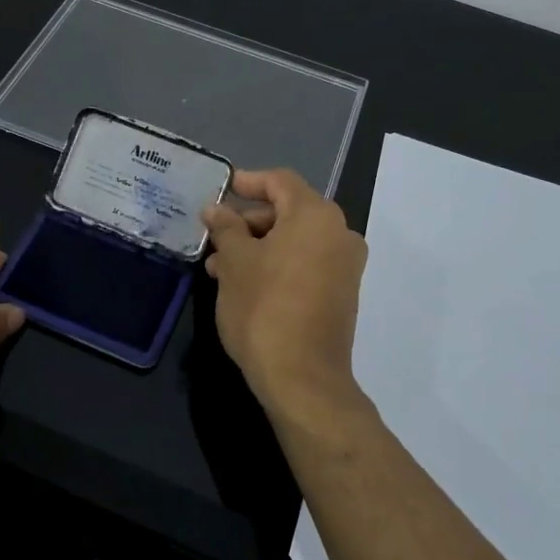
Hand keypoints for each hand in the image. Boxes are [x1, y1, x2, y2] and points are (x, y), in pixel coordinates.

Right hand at [201, 169, 371, 431]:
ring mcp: (344, 266)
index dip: (249, 181)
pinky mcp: (341, 294)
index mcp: (316, 216)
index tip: (222, 188)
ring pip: (294, 241)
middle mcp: (339, 234)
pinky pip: (306, 263)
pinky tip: (244, 284)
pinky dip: (277, 264)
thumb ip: (225, 228)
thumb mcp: (234, 262)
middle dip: (248, 221)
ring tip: (219, 267)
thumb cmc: (264, 308)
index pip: (280, 182)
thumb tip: (215, 210)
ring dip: (258, 246)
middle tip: (216, 237)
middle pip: (289, 211)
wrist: (302, 378)